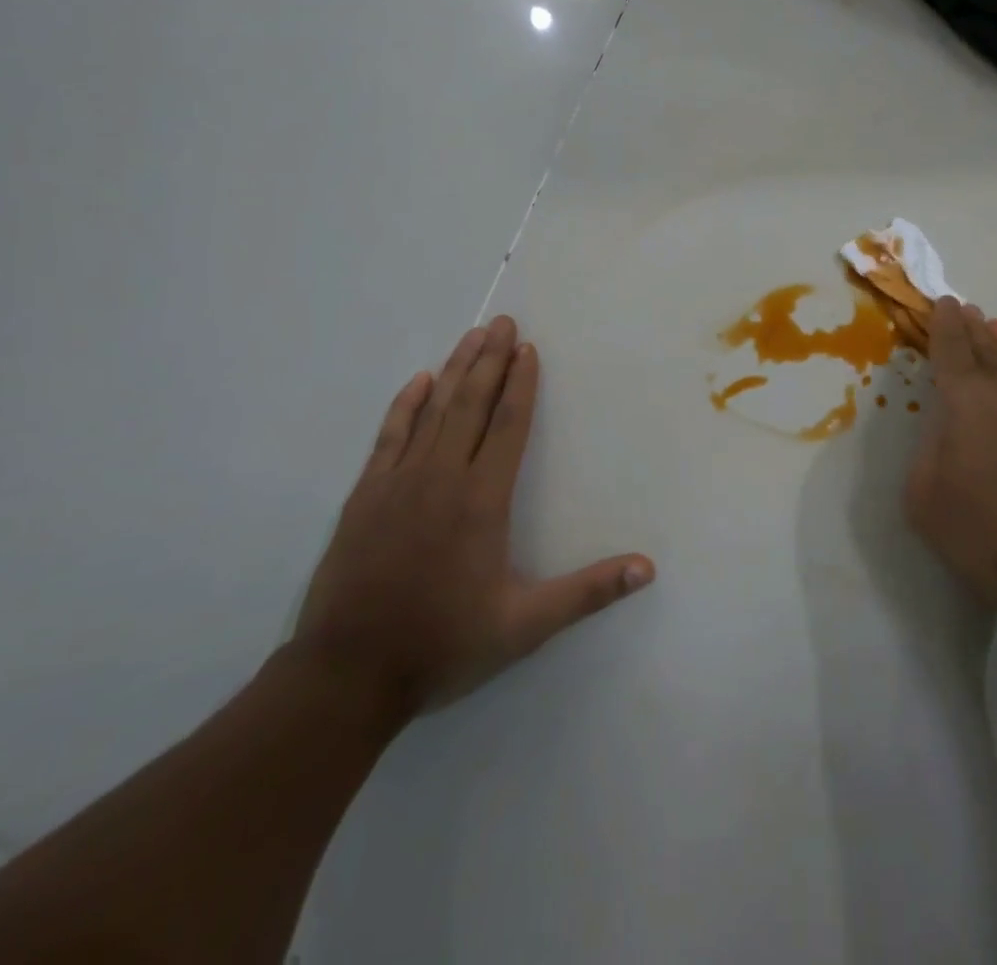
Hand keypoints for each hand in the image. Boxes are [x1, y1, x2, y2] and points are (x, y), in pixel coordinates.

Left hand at [292, 316, 654, 717]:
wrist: (348, 676)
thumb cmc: (444, 644)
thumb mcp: (525, 625)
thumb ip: (588, 592)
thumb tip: (648, 568)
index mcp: (483, 500)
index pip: (508, 425)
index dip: (521, 384)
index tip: (528, 348)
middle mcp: (442, 477)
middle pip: (471, 404)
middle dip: (490, 359)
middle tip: (502, 321)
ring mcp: (398, 483)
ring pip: (433, 411)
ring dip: (455, 370)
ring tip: (472, 336)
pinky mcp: (365, 496)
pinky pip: (389, 436)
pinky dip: (405, 404)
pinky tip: (418, 381)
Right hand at [905, 296, 996, 642]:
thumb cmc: (992, 536)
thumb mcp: (926, 499)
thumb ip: (929, 451)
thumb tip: (947, 431)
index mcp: (969, 397)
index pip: (951, 345)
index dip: (944, 322)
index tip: (945, 304)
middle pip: (991, 346)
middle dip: (976, 328)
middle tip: (970, 313)